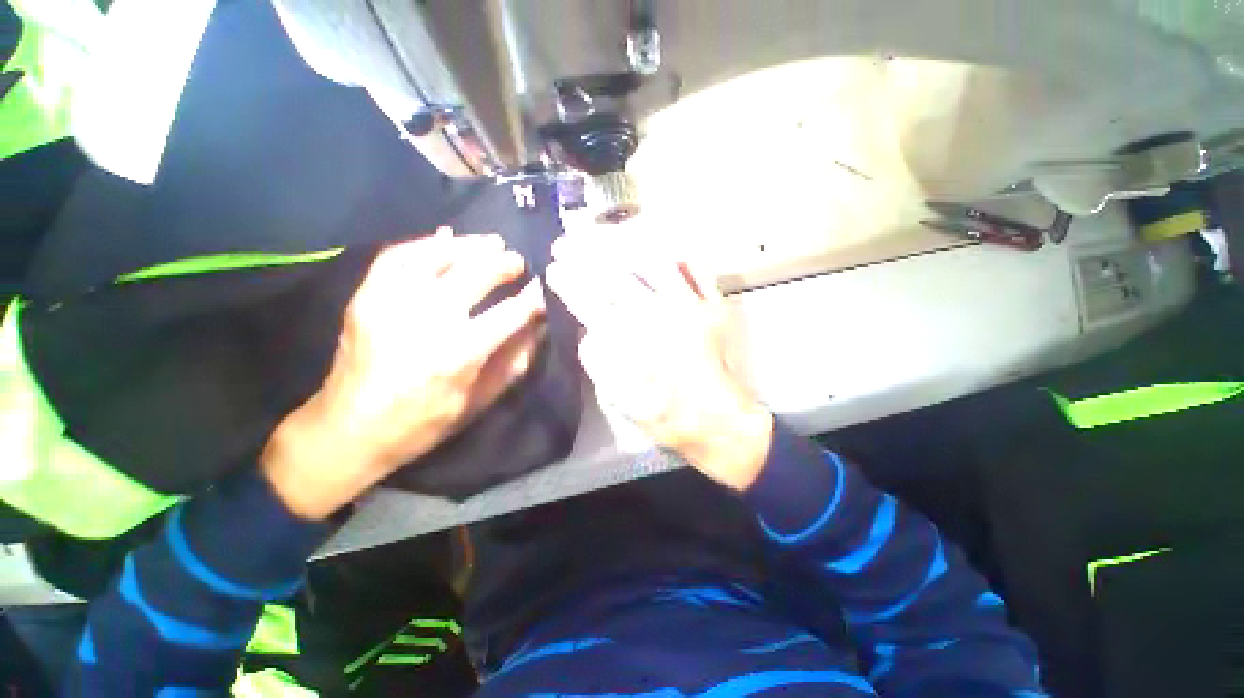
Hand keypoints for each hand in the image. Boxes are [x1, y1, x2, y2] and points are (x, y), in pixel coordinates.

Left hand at [262, 230, 545, 518]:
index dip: (531, 299)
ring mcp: (391, 303)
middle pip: (474, 275)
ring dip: (469, 246)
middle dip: (503, 264)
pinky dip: (425, 244)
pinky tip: (444, 240)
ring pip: (436, 256)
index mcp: (458, 354)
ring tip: (490, 242)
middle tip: (517, 261)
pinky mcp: (366, 297)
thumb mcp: (479, 401)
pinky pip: (397, 256)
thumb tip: (538, 328)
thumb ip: (513, 362)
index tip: (542, 290)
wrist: (349, 430)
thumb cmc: (423, 421)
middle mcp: (426, 321)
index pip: (509, 314)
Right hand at [546, 236, 772, 491]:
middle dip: (582, 255)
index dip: (567, 282)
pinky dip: (678, 256)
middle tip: (565, 244)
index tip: (553, 269)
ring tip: (606, 238)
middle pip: (613, 275)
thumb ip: (596, 358)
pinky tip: (664, 249)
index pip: (587, 300)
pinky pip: (696, 270)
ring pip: (652, 261)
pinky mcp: (713, 306)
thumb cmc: (663, 412)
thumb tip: (589, 328)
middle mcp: (655, 313)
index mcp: (628, 338)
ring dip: (624, 246)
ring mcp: (688, 305)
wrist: (716, 419)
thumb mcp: (616, 395)